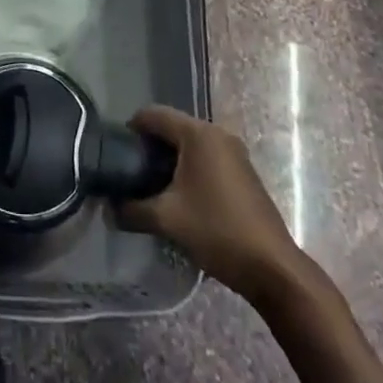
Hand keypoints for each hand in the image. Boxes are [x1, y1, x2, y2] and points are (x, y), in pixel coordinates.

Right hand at [117, 106, 307, 297]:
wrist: (273, 268)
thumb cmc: (217, 231)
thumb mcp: (167, 219)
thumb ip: (132, 210)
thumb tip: (109, 210)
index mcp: (198, 134)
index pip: (153, 114)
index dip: (131, 129)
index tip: (116, 153)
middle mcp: (217, 134)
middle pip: (172, 127)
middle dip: (149, 147)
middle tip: (131, 172)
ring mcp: (234, 153)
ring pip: (190, 145)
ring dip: (169, 160)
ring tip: (152, 186)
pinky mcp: (243, 172)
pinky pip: (206, 158)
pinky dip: (189, 169)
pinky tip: (180, 197)